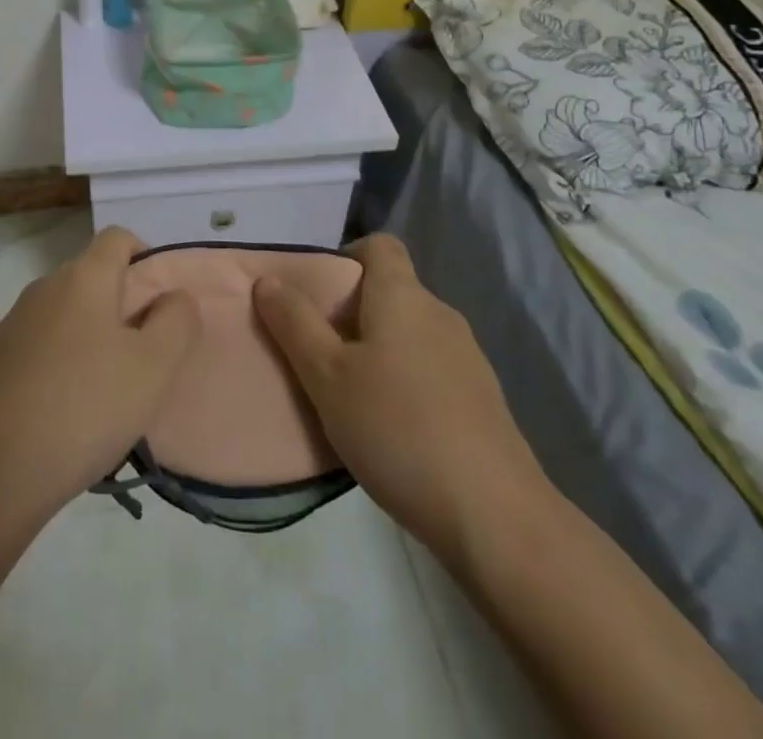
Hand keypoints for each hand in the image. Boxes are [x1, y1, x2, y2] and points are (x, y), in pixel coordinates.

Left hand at [0, 226, 200, 519]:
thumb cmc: (87, 406)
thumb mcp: (154, 366)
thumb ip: (177, 321)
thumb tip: (173, 297)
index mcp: (83, 276)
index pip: (118, 238)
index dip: (145, 257)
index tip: (161, 303)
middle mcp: (45, 286)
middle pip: (93, 275)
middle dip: (123, 304)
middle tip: (144, 354)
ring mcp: (16, 322)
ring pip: (68, 312)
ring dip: (93, 335)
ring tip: (110, 388)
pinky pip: (44, 342)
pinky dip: (64, 358)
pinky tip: (71, 406)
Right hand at [253, 233, 545, 563]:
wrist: (494, 516)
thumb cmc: (397, 429)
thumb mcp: (327, 376)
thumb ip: (294, 323)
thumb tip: (268, 280)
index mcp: (403, 297)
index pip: (379, 245)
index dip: (346, 256)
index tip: (318, 293)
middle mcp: (440, 314)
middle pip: (391, 291)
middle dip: (352, 312)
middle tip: (318, 350)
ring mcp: (467, 358)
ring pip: (410, 333)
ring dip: (378, 350)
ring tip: (348, 394)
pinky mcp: (482, 400)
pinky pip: (431, 369)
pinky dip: (405, 381)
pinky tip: (390, 428)